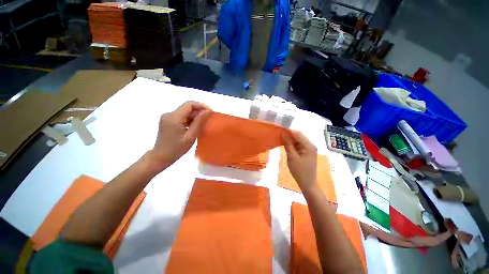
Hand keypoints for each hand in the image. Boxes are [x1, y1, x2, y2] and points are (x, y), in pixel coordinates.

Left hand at [149, 101, 210, 171]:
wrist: (160, 157)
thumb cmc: (176, 149)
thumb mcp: (190, 136)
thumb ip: (199, 122)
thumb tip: (207, 111)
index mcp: (174, 117)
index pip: (189, 104)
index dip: (201, 105)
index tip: (210, 112)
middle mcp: (169, 114)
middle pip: (187, 107)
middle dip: (199, 111)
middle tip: (208, 119)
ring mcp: (167, 117)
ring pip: (185, 112)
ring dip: (195, 116)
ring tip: (203, 123)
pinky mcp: (167, 121)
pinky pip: (181, 116)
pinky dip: (189, 119)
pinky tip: (194, 126)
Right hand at [282, 131, 317, 192]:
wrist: (307, 184)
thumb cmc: (299, 171)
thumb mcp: (292, 157)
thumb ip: (287, 144)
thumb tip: (283, 133)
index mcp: (309, 146)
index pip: (298, 134)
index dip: (288, 131)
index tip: (279, 130)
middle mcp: (310, 146)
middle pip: (298, 137)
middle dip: (288, 136)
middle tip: (278, 136)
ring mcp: (309, 150)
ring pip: (298, 141)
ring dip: (290, 141)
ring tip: (280, 140)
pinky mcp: (306, 154)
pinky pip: (298, 146)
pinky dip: (292, 146)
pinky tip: (286, 146)